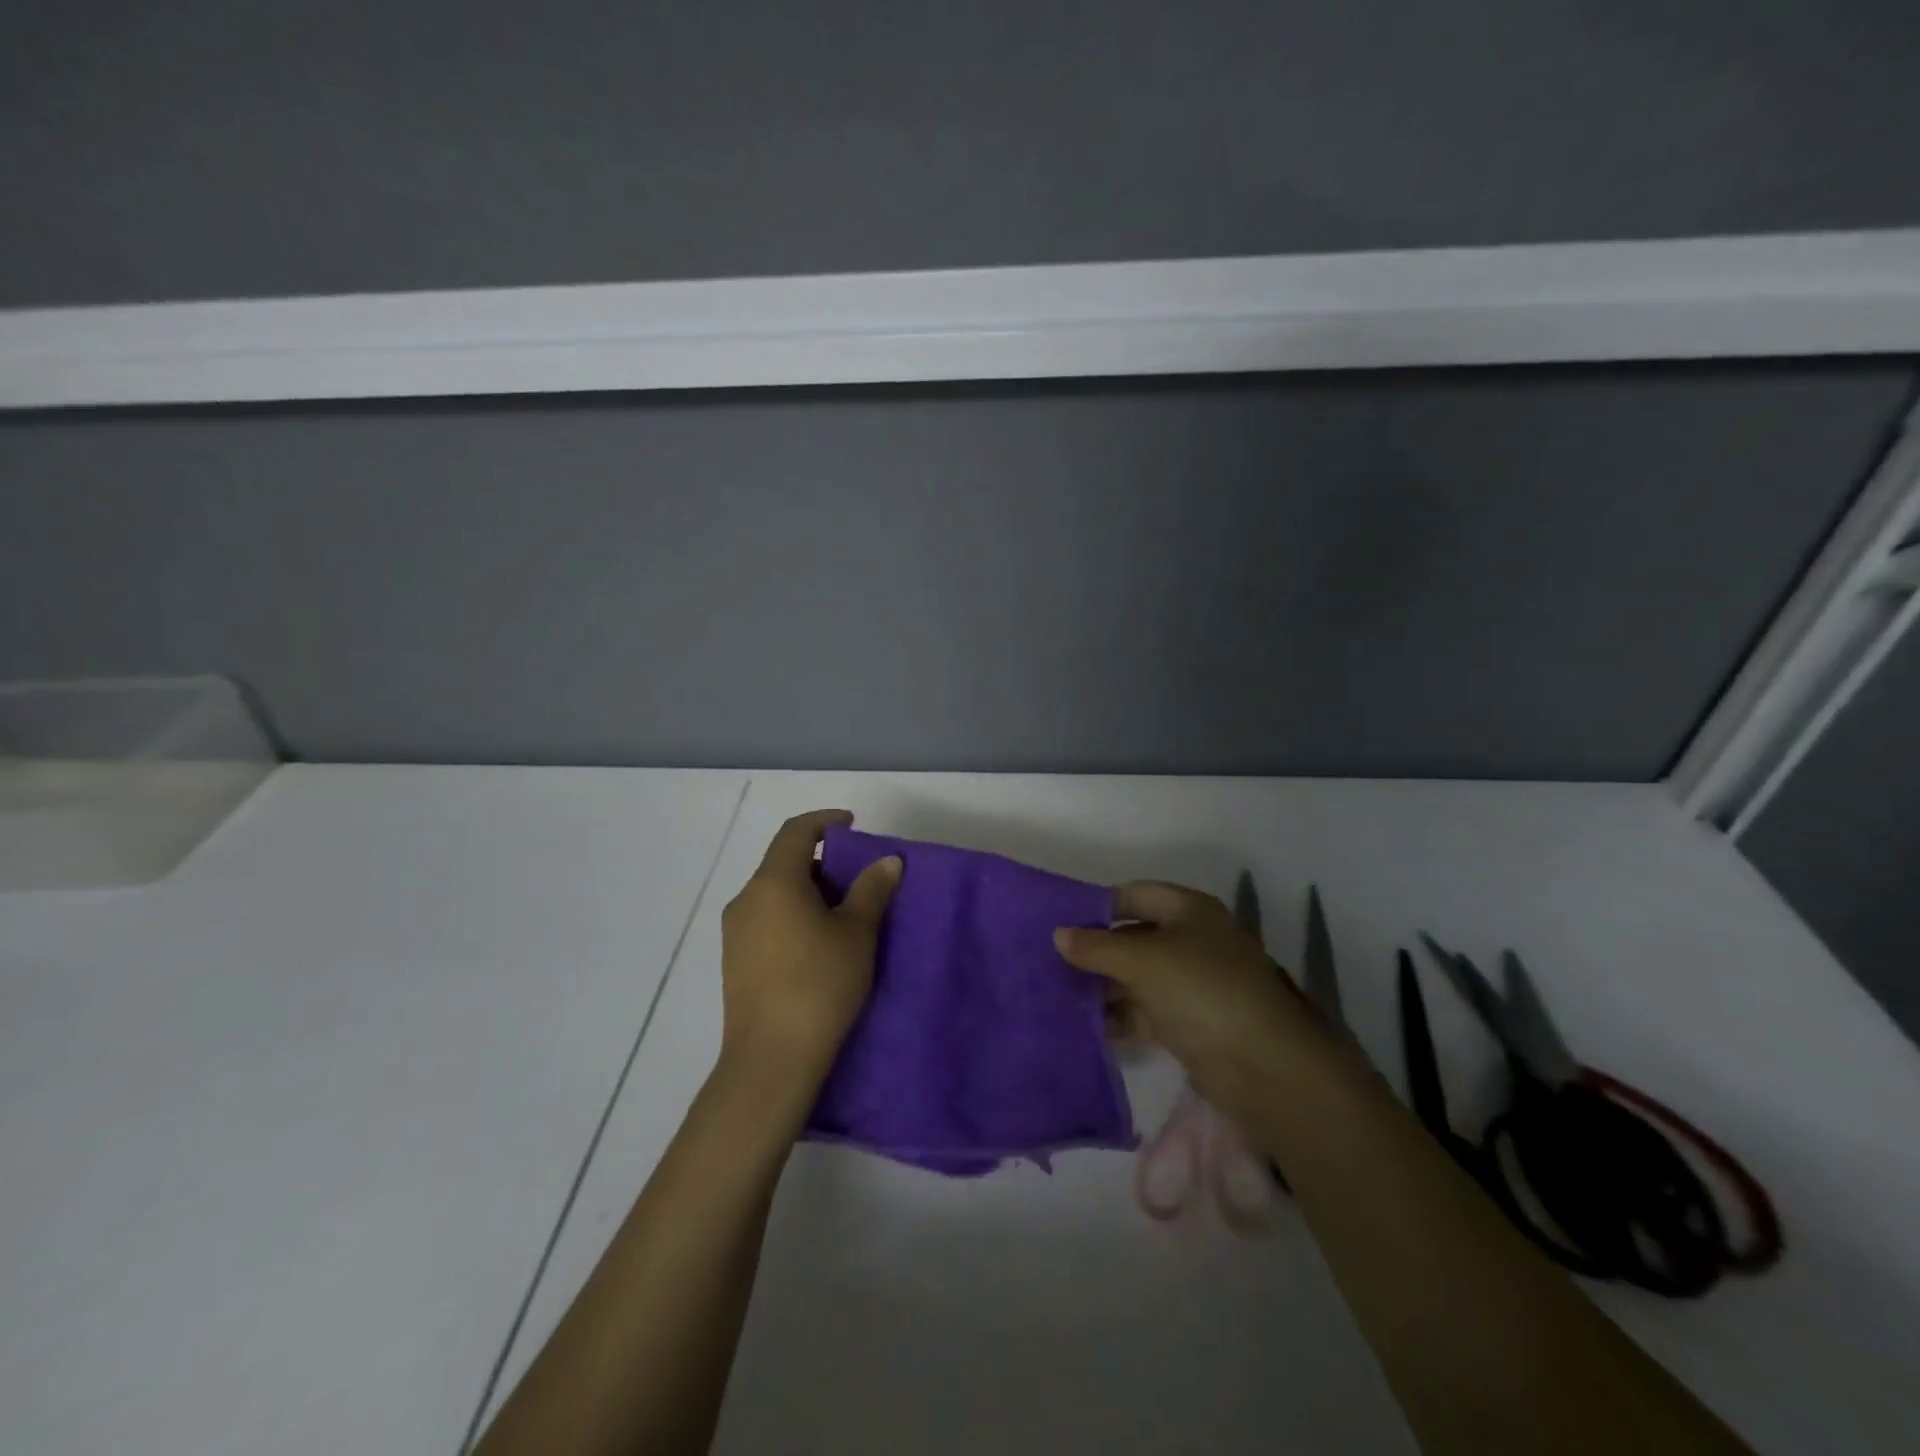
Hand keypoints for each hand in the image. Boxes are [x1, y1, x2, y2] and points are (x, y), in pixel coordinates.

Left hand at [718, 810, 901, 1094]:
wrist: (771, 1060)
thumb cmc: (819, 985)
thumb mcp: (857, 933)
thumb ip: (872, 890)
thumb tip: (887, 860)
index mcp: (773, 882)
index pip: (796, 832)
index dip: (825, 821)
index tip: (853, 825)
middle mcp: (746, 899)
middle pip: (783, 862)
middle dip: (822, 861)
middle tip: (858, 877)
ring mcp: (735, 931)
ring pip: (775, 892)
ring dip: (808, 890)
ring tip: (844, 912)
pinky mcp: (734, 960)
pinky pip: (766, 918)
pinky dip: (793, 913)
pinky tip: (818, 942)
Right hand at [1055, 881, 1330, 1112]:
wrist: (1261, 1066)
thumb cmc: (1202, 990)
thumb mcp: (1143, 960)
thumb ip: (1097, 947)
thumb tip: (1058, 935)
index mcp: (1188, 911)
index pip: (1134, 895)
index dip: (1098, 905)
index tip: (1057, 920)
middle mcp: (1190, 941)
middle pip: (1132, 937)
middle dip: (1094, 949)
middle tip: (1047, 960)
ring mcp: (1188, 984)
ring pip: (1134, 976)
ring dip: (1100, 985)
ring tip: (1055, 993)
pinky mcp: (1185, 1023)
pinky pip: (1141, 1010)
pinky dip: (1115, 1015)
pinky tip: (1080, 1023)